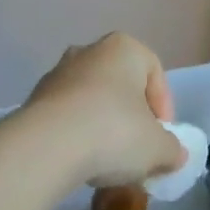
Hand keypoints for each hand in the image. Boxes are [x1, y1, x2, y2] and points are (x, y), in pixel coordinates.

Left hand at [25, 33, 186, 187]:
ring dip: (103, 126)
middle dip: (132, 117)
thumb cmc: (114, 132)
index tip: (162, 139)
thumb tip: (174, 154)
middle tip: (137, 149)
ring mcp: (58, 72)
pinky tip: (80, 161)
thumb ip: (173, 149)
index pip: (155, 73)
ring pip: (92, 99)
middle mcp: (89, 50)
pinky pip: (67, 115)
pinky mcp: (35, 98)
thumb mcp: (158, 148)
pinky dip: (77, 134)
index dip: (164, 108)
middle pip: (121, 85)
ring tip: (107, 161)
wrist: (46, 146)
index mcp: (124, 48)